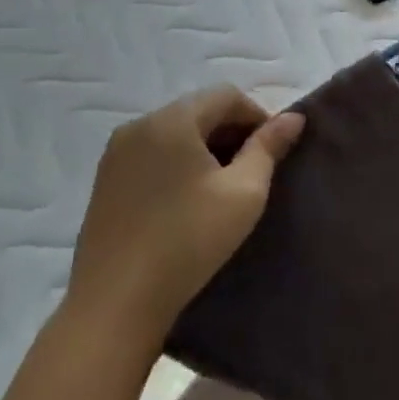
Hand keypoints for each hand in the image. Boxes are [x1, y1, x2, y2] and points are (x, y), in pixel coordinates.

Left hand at [64, 87, 304, 337]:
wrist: (115, 304)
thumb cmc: (189, 240)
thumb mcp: (244, 192)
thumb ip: (269, 147)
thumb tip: (293, 117)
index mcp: (171, 120)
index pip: (226, 95)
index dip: (258, 117)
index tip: (274, 153)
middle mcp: (138, 126)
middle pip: (199, 110)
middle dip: (232, 132)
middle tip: (254, 171)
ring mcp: (115, 154)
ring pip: (175, 133)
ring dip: (206, 148)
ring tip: (223, 188)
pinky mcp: (105, 182)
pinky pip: (153, 154)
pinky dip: (179, 163)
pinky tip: (189, 201)